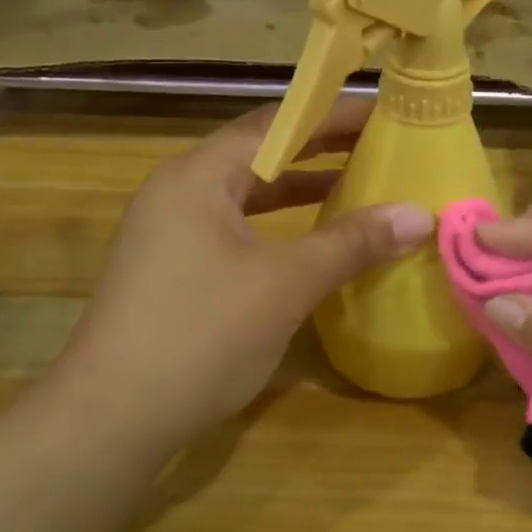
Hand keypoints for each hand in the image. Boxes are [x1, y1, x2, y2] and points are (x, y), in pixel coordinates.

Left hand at [56, 97, 433, 451]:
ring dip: (297, 187)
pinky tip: (308, 241)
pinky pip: (233, 226)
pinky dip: (275, 224)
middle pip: (259, 153)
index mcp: (199, 175)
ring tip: (354, 183)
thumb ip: (352, 243)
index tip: (383, 113)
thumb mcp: (286, 284)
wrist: (111, 417)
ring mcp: (169, 230)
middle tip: (378, 144)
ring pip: (245, 193)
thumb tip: (419, 214)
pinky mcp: (170, 267)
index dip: (332, 115)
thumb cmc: (201, 334)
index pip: (276, 123)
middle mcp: (179, 190)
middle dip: (318, 148)